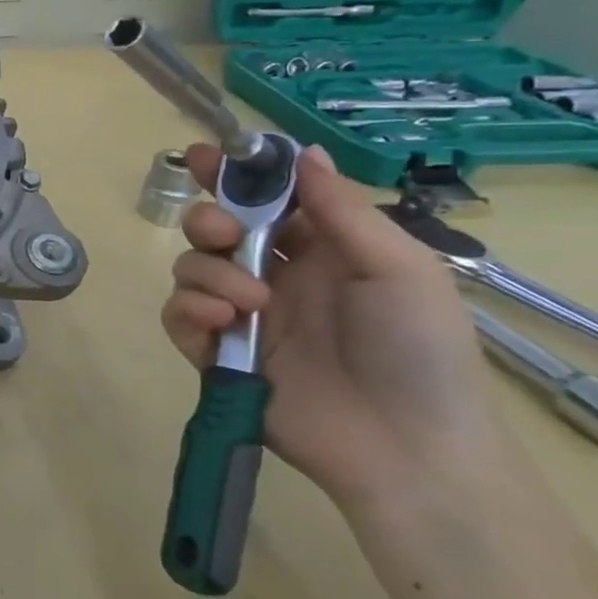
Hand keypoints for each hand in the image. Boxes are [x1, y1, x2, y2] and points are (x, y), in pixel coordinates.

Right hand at [162, 142, 505, 514]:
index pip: (265, 199)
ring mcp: (242, 315)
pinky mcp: (217, 354)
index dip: (233, 174)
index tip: (203, 155)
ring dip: (208, 272)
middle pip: (213, 228)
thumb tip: (301, 150)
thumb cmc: (419, 350)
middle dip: (207, 220)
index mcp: (320, 250)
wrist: (407, 448)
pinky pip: (178, 314)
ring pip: (190, 267)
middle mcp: (273, 275)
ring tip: (248, 303)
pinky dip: (189, 309)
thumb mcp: (399, 269)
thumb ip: (341, 210)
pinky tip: (221, 321)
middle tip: (223, 233)